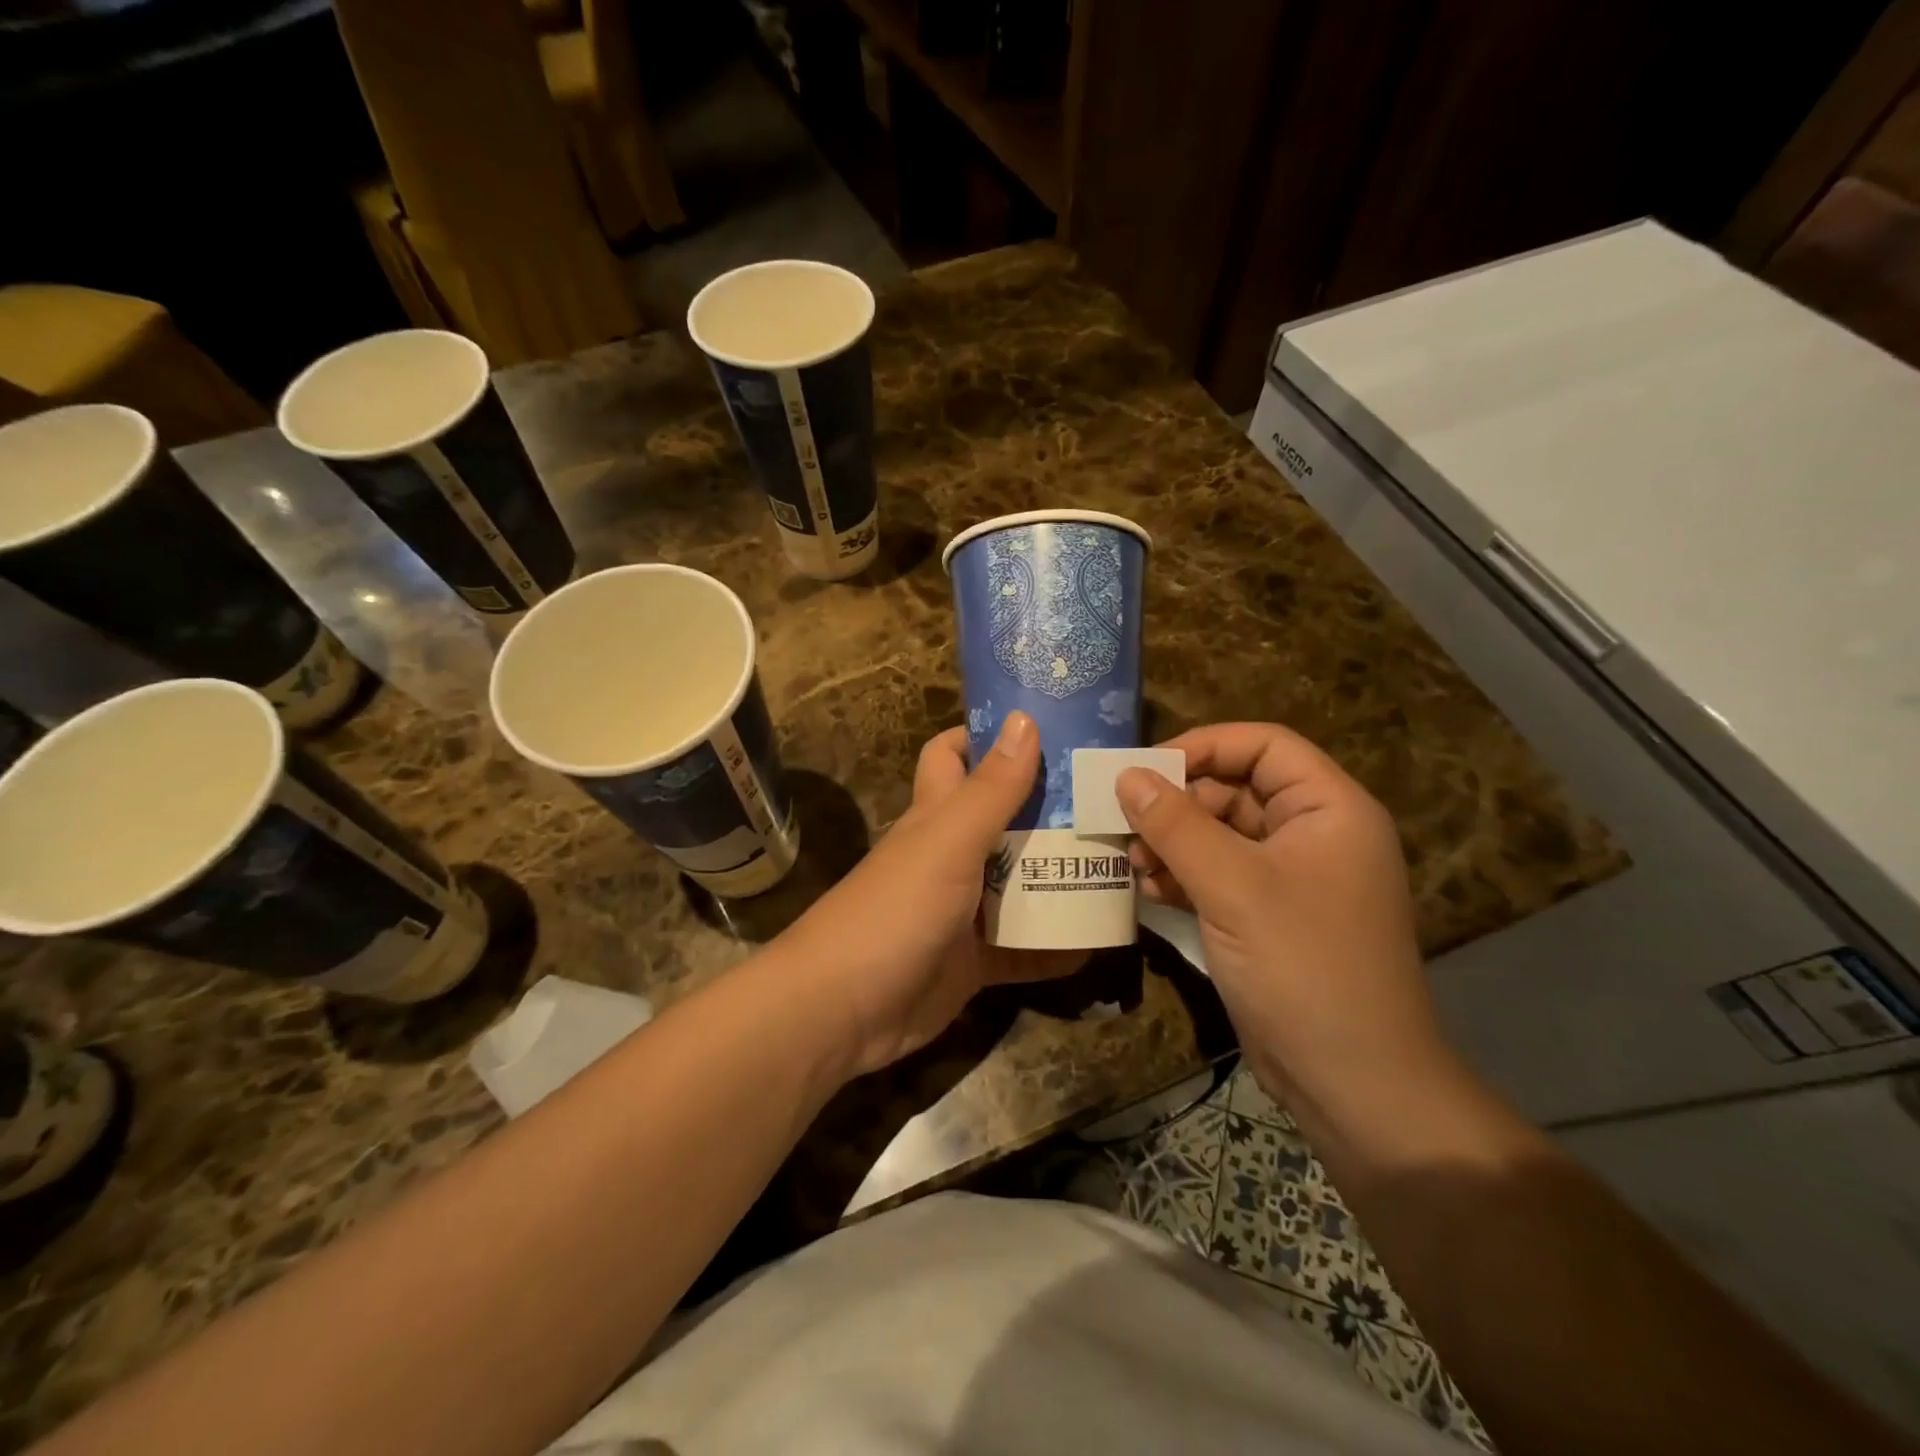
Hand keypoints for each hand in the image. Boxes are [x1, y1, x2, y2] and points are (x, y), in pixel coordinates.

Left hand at [785, 712, 1082, 1076]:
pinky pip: (1025, 947)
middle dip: (1051, 808)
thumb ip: (990, 789)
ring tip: (1125, 864)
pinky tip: (1103, 941)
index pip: (955, 755)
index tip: (1049, 727)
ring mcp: (962, 910)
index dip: (989, 735)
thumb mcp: (948, 842)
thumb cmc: (895, 910)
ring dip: (1063, 876)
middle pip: (1004, 819)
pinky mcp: (974, 960)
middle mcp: (951, 856)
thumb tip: (1025, 719)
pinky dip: (1058, 945)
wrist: (842, 1011)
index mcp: (936, 815)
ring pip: (1020, 883)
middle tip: (1110, 800)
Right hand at [1118, 723, 1445, 1119]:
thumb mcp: (1232, 887)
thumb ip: (1175, 825)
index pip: (1264, 744)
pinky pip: (1218, 873)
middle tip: (1124, 823)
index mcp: (1329, 809)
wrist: (1353, 1083)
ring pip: (1220, 832)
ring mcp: (1291, 876)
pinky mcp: (1268, 913)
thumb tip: (1126, 774)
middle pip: (1235, 788)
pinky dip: (1182, 874)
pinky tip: (1148, 888)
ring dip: (1172, 841)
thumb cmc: (1303, 967)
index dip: (1203, 745)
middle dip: (1177, 803)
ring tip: (1132, 862)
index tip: (1145, 767)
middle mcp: (1314, 832)